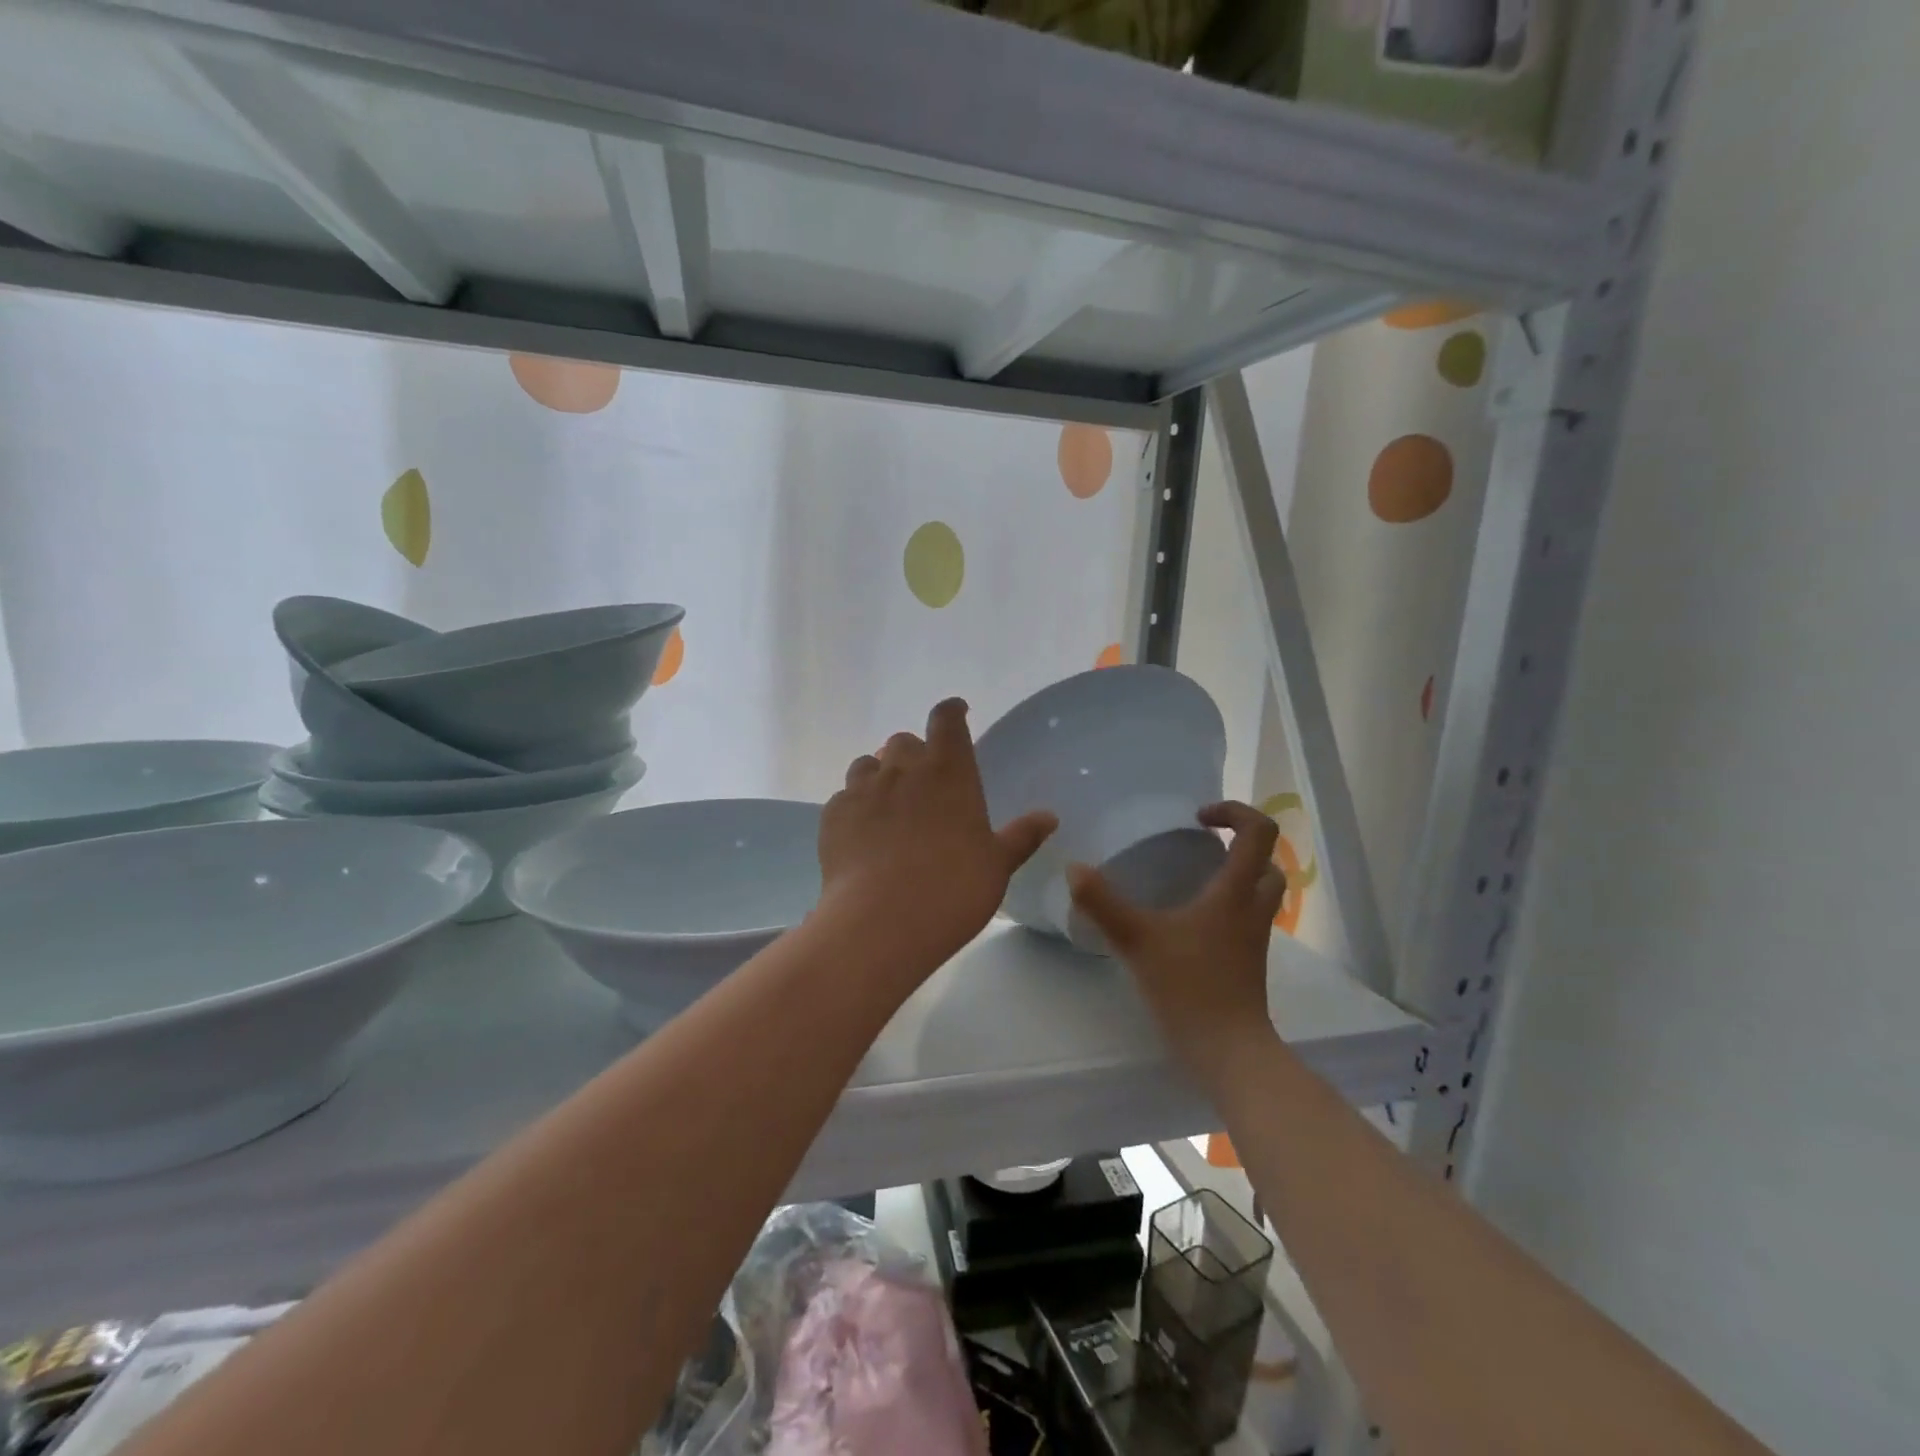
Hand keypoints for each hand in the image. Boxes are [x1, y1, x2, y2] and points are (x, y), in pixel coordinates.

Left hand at [818, 698, 1056, 968]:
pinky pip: (843, 798)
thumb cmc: (954, 888)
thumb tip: (1049, 817)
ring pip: (867, 764)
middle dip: (913, 753)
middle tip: (923, 782)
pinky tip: (862, 835)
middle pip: (903, 741)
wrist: (883, 921)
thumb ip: (1021, 836)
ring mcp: (862, 790)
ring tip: (888, 806)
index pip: (947, 720)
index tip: (956, 713)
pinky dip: (855, 807)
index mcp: (948, 771)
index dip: (951, 712)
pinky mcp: (833, 815)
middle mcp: (903, 769)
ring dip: (880, 776)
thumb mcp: (997, 865)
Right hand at [1067, 801, 1285, 1077]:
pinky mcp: (1248, 961)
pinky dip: (1228, 904)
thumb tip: (1074, 868)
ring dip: (1237, 874)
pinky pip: (1246, 917)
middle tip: (1200, 844)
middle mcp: (1252, 909)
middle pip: (1267, 861)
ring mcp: (1254, 938)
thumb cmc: (1190, 988)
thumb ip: (1103, 903)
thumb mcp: (1138, 940)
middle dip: (1240, 843)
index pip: (1259, 833)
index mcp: (1235, 893)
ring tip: (1193, 876)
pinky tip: (1188, 919)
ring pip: (1260, 891)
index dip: (1235, 812)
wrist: (1229, 1052)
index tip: (1198, 817)